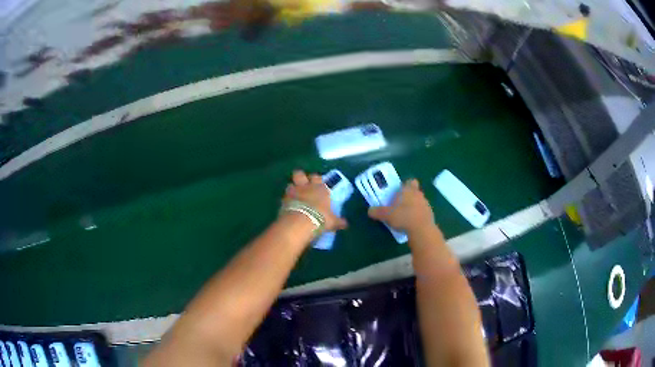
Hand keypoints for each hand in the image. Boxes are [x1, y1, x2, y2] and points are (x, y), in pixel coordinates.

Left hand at [283, 170, 347, 231]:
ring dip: (292, 188)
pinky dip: (286, 199)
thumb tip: (345, 224)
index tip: (317, 185)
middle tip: (303, 185)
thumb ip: (338, 221)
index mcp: (320, 188)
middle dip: (301, 178)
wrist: (300, 223)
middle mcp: (306, 187)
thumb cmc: (320, 219)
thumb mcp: (332, 222)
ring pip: (290, 183)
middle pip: (300, 174)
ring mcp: (293, 192)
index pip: (317, 177)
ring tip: (294, 195)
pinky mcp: (283, 200)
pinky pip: (284, 196)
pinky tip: (288, 206)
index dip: (316, 180)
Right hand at [368, 179, 434, 233]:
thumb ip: (377, 211)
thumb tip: (370, 210)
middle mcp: (419, 194)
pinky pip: (422, 212)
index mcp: (408, 190)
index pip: (410, 181)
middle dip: (408, 197)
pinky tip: (412, 224)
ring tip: (405, 216)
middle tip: (399, 205)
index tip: (399, 192)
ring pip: (419, 202)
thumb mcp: (385, 215)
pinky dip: (418, 216)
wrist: (421, 229)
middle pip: (414, 192)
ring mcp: (426, 204)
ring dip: (414, 207)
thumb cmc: (403, 217)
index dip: (405, 185)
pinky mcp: (430, 215)